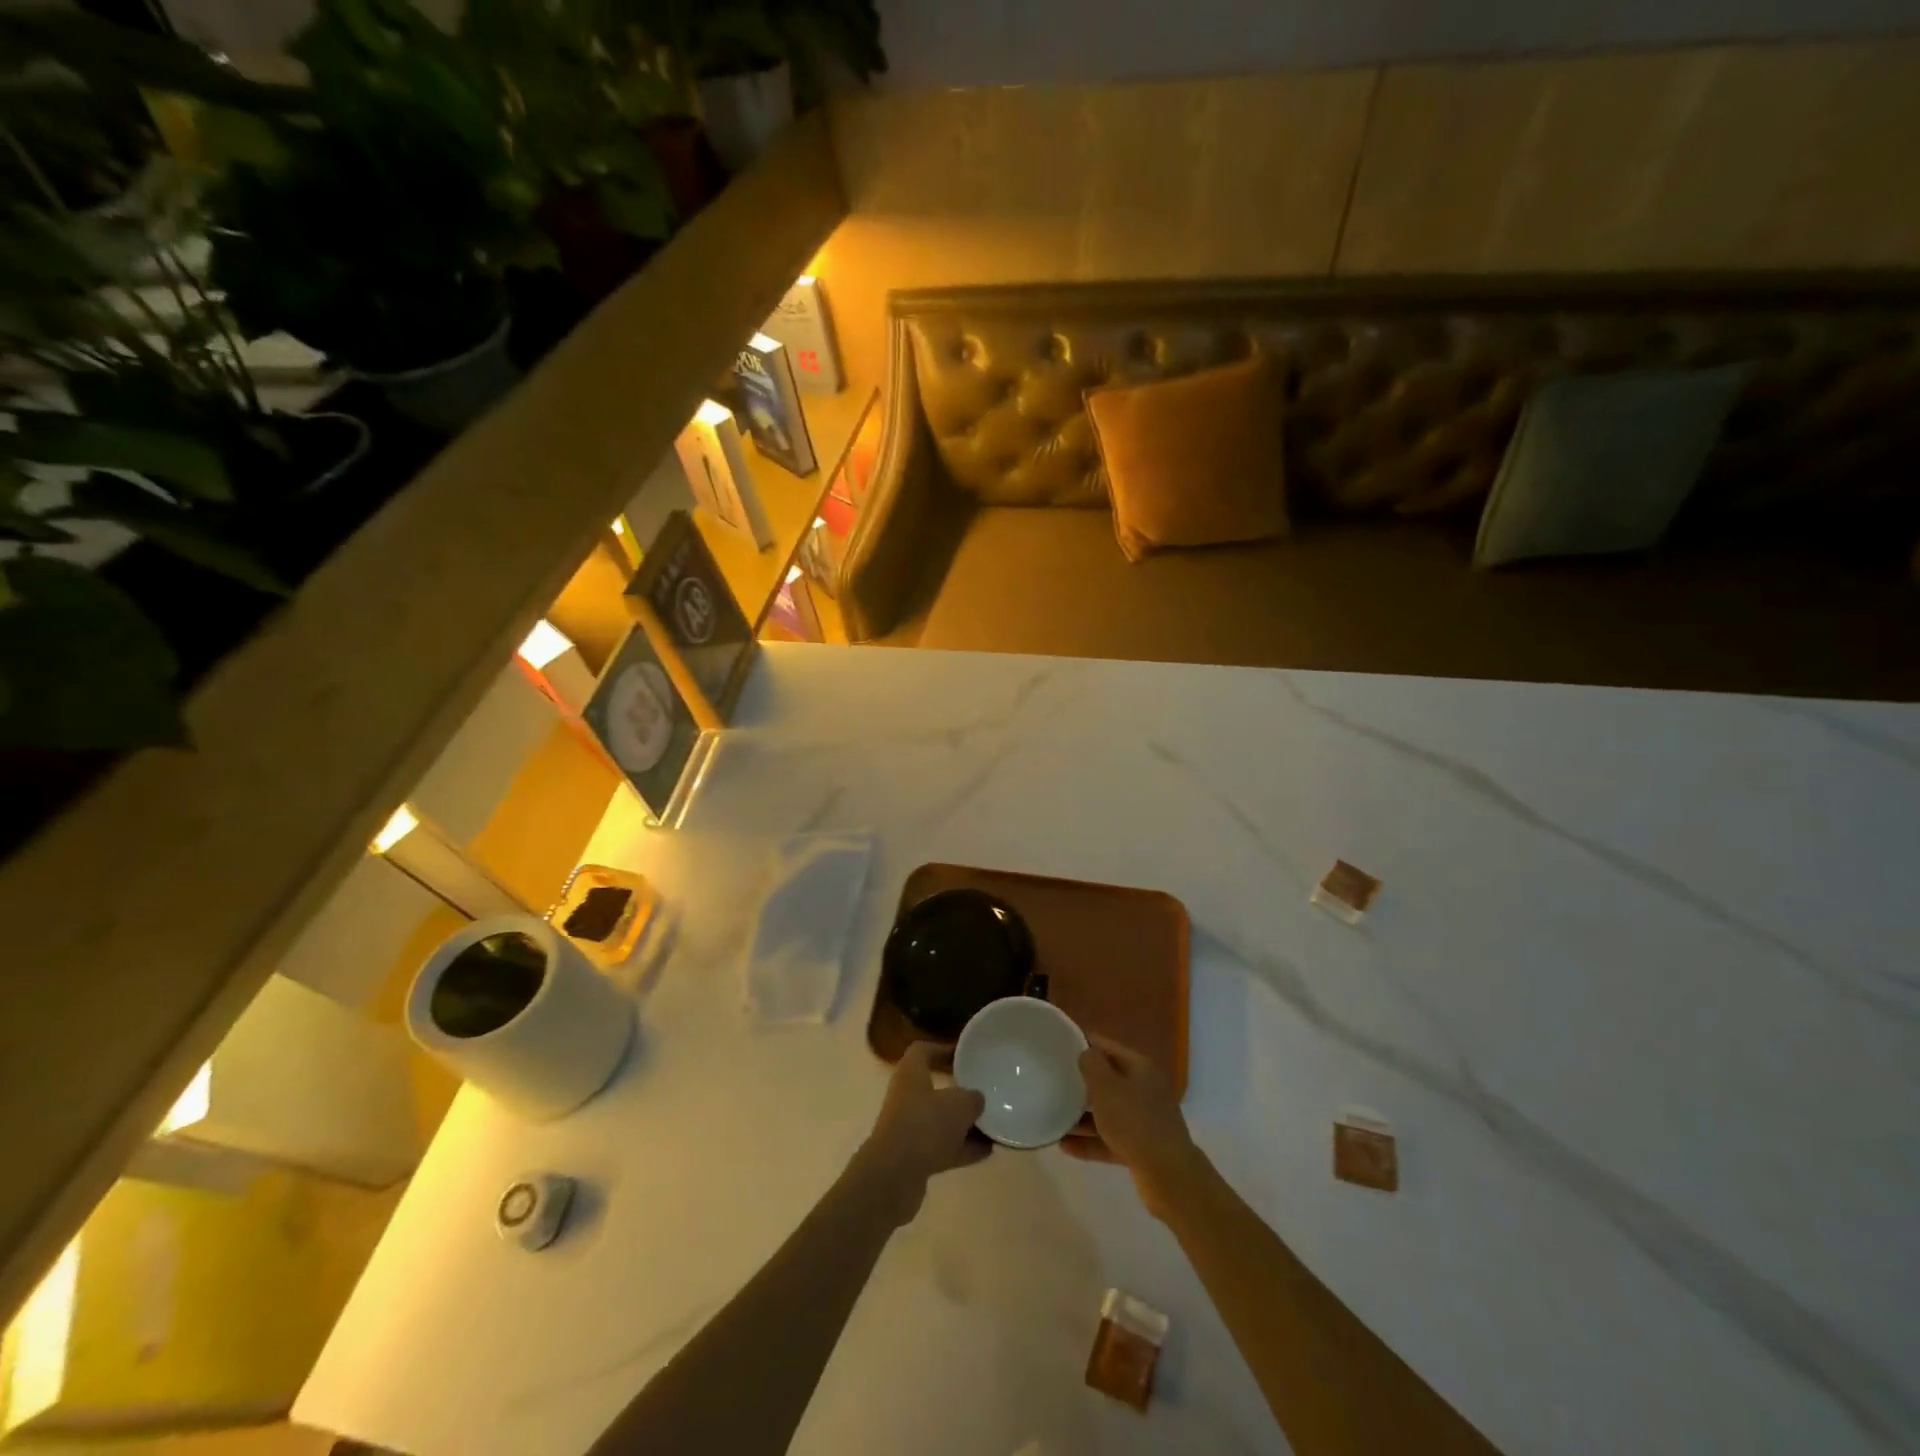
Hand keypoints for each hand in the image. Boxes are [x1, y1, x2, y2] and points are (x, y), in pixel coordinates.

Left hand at [853, 1042, 991, 1225]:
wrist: (894, 1176)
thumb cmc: (925, 1125)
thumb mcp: (959, 1104)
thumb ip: (972, 1098)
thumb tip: (976, 1100)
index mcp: (911, 1073)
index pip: (923, 1051)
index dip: (943, 1049)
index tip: (965, 1055)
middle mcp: (906, 1097)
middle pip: (934, 1087)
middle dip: (959, 1092)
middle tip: (983, 1092)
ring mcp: (908, 1128)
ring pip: (940, 1120)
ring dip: (964, 1124)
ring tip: (993, 1125)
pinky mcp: (913, 1157)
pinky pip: (942, 1147)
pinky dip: (962, 1148)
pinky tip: (987, 1151)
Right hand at [1063, 1034, 1202, 1220]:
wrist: (1168, 1175)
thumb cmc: (1134, 1121)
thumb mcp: (1106, 1087)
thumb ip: (1092, 1065)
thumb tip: (1086, 1053)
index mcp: (1140, 1068)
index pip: (1107, 1047)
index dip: (1084, 1043)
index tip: (1059, 1046)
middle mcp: (1144, 1090)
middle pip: (1108, 1080)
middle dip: (1082, 1083)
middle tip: (1054, 1082)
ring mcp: (1143, 1120)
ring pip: (1108, 1112)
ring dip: (1082, 1116)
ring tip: (1055, 1117)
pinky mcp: (1140, 1148)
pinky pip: (1109, 1139)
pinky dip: (1090, 1142)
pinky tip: (1064, 1146)